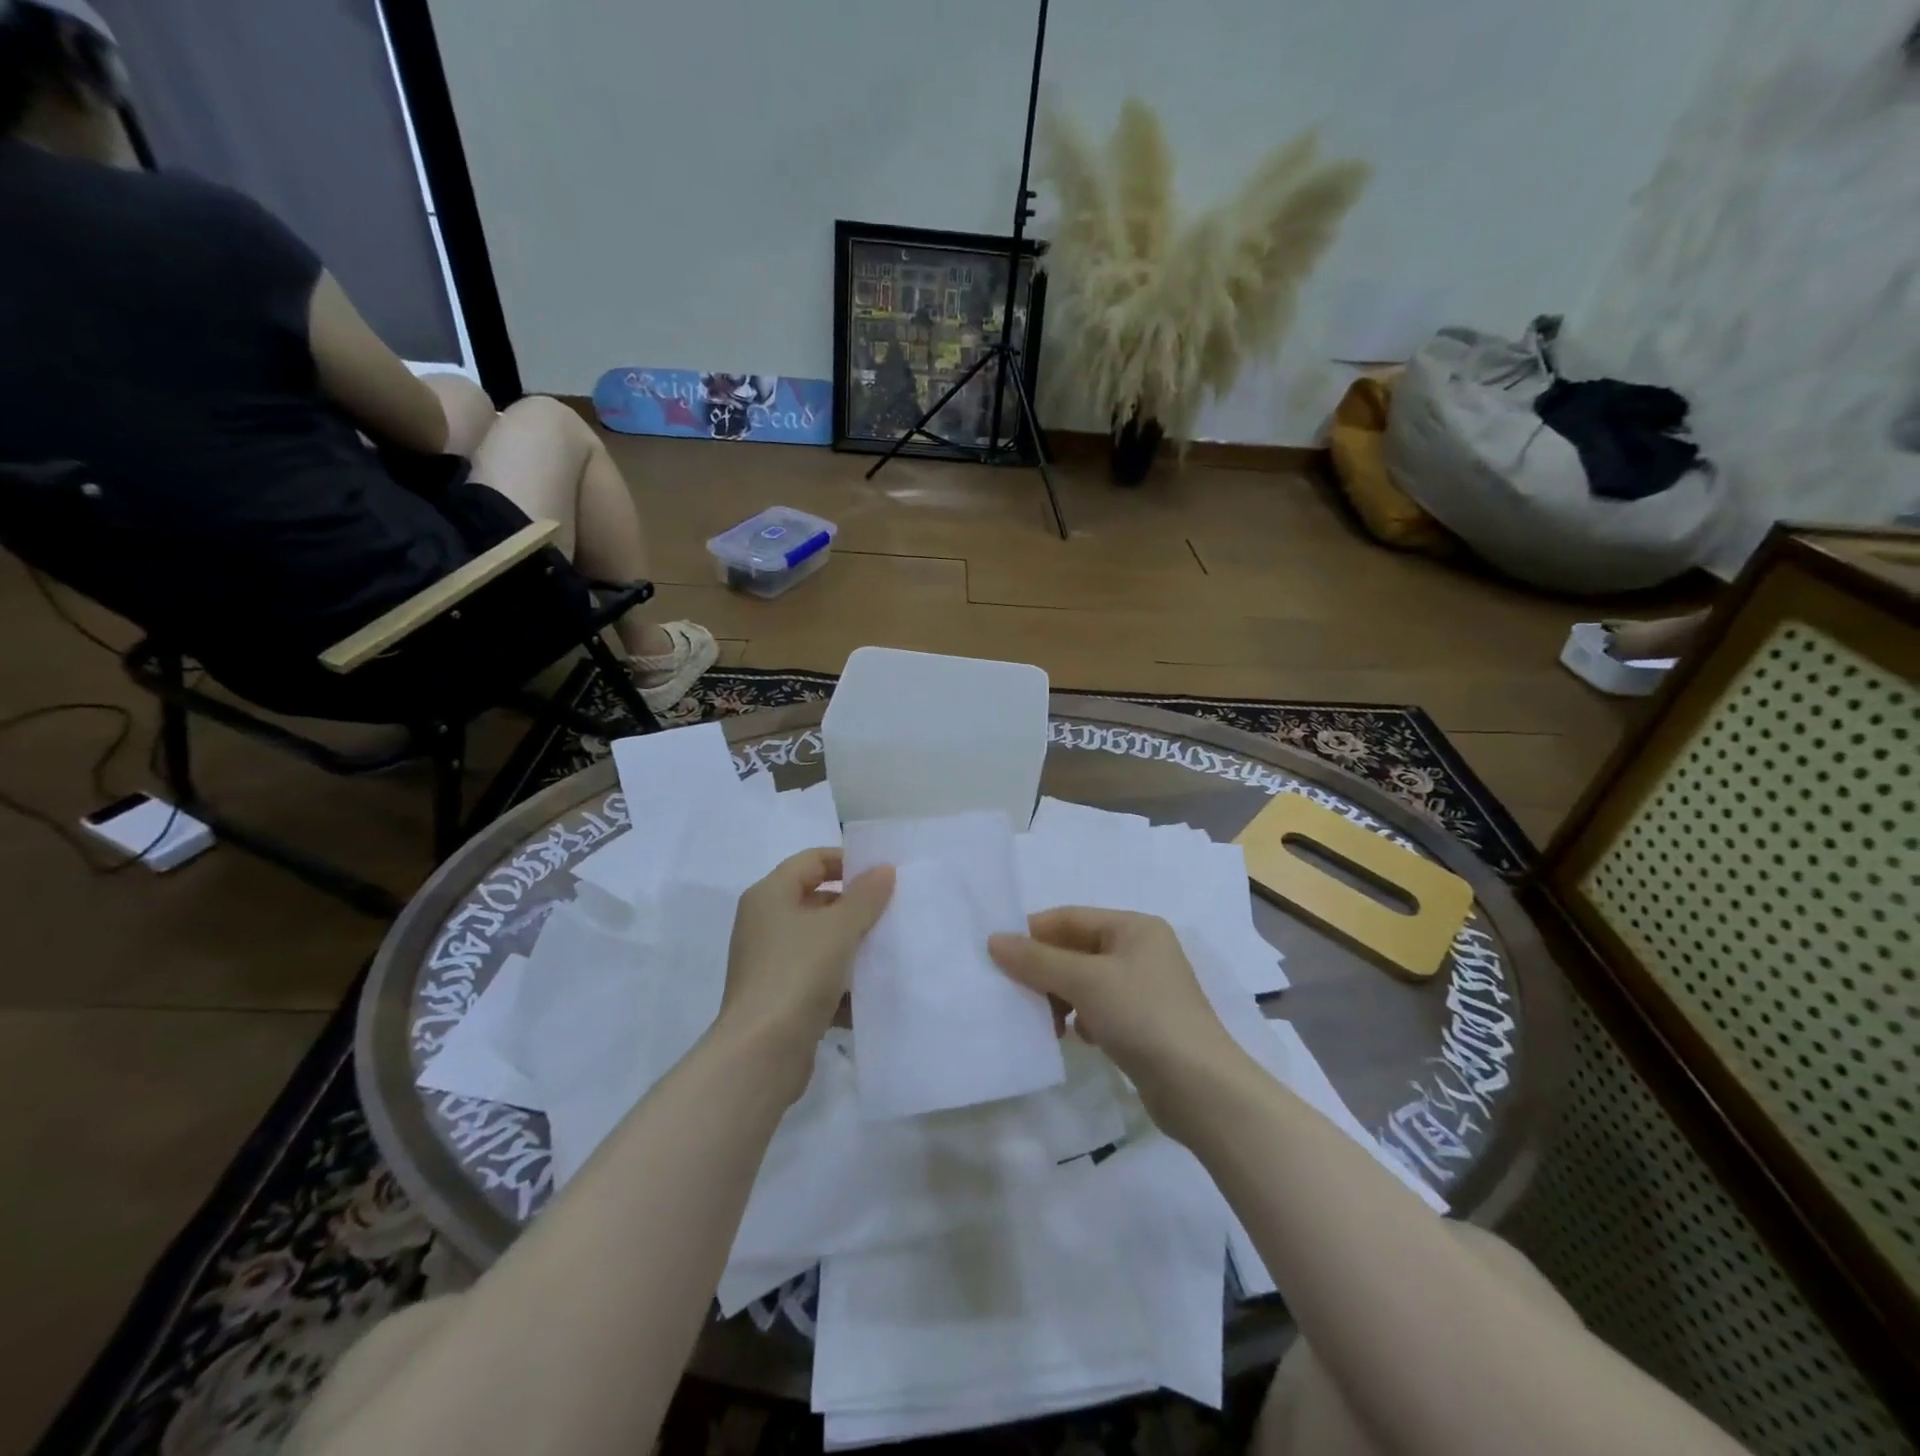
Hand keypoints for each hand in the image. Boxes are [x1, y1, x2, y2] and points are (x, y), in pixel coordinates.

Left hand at [719, 849, 892, 1095]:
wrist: (761, 1054)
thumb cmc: (798, 974)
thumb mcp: (839, 928)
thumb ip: (865, 896)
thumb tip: (883, 870)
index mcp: (769, 895)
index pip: (812, 860)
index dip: (847, 862)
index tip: (883, 876)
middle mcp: (765, 923)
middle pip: (816, 900)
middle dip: (855, 908)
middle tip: (892, 914)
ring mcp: (771, 963)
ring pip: (820, 942)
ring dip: (852, 948)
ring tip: (888, 952)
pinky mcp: (780, 998)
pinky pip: (817, 978)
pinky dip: (841, 984)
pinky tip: (870, 994)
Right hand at [988, 907, 1245, 1135]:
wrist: (1201, 1090)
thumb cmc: (1143, 1017)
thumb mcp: (1085, 981)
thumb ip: (1037, 960)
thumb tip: (994, 940)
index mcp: (1134, 928)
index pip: (1070, 918)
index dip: (1033, 933)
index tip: (998, 956)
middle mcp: (1141, 951)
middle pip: (1076, 950)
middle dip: (1045, 971)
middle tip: (1017, 995)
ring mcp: (1144, 989)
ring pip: (1085, 982)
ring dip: (1060, 998)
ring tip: (1049, 1024)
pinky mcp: (1144, 1024)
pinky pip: (1098, 1009)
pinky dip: (1082, 1020)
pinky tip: (1076, 1038)